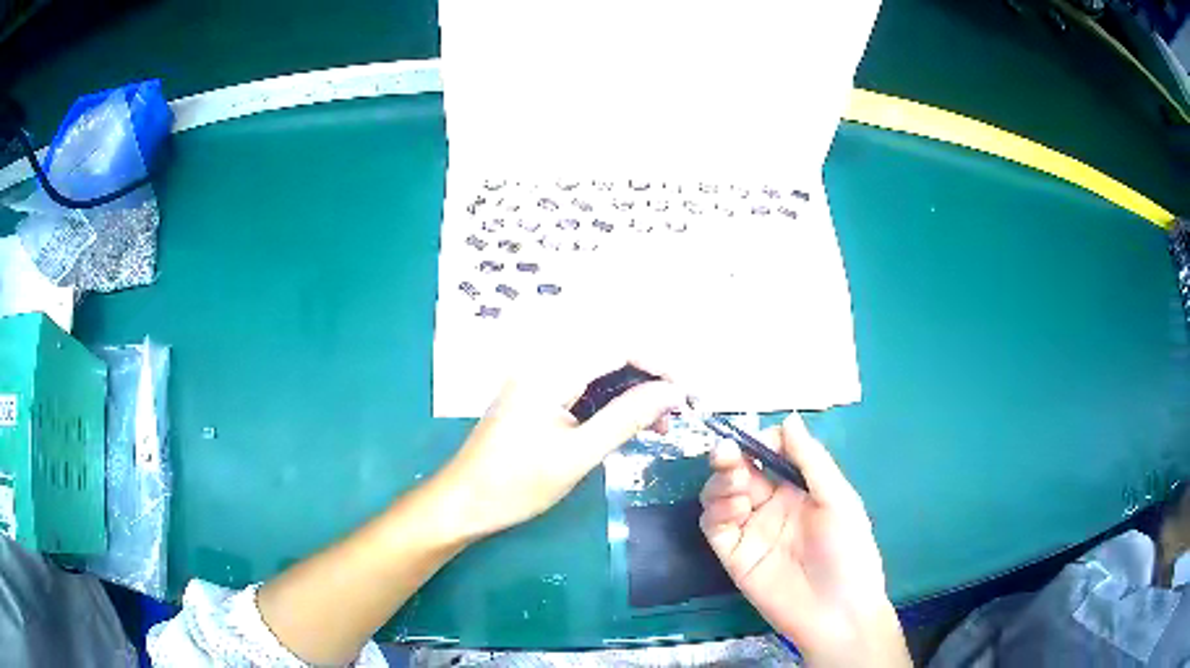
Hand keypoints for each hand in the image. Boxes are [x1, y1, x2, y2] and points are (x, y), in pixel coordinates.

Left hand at [442, 355, 683, 537]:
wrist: (463, 502)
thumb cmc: (517, 483)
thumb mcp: (579, 454)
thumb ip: (626, 418)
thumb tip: (672, 392)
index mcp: (550, 370)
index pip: (619, 347)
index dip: (660, 365)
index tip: (688, 393)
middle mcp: (543, 364)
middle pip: (610, 356)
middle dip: (648, 379)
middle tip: (676, 413)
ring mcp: (536, 380)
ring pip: (598, 373)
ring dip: (631, 393)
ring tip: (659, 425)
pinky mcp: (534, 397)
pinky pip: (581, 389)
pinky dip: (609, 403)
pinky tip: (627, 426)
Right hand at [700, 414, 909, 667]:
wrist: (837, 612)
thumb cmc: (848, 551)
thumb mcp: (838, 500)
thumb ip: (811, 461)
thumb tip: (788, 418)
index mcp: (799, 488)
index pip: (770, 454)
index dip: (759, 442)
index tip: (756, 440)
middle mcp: (772, 504)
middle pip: (740, 471)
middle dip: (730, 457)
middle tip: (726, 454)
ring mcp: (751, 529)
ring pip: (720, 494)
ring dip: (721, 482)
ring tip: (735, 484)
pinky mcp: (733, 554)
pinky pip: (714, 526)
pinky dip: (716, 511)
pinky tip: (734, 509)